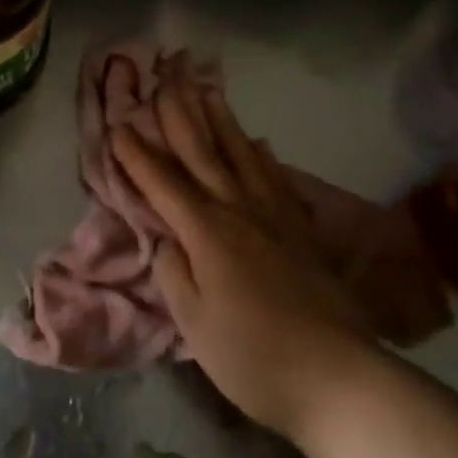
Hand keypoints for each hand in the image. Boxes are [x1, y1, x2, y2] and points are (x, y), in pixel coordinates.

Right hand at [115, 69, 382, 446]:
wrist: (339, 377)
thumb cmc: (254, 357)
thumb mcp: (195, 324)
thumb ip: (174, 274)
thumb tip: (167, 239)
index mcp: (206, 231)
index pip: (162, 183)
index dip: (137, 154)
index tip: (118, 125)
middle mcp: (238, 210)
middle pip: (202, 153)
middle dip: (179, 116)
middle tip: (165, 81)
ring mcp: (275, 217)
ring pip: (241, 155)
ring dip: (221, 121)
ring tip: (208, 91)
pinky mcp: (302, 231)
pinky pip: (277, 180)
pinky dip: (264, 157)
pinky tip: (260, 144)